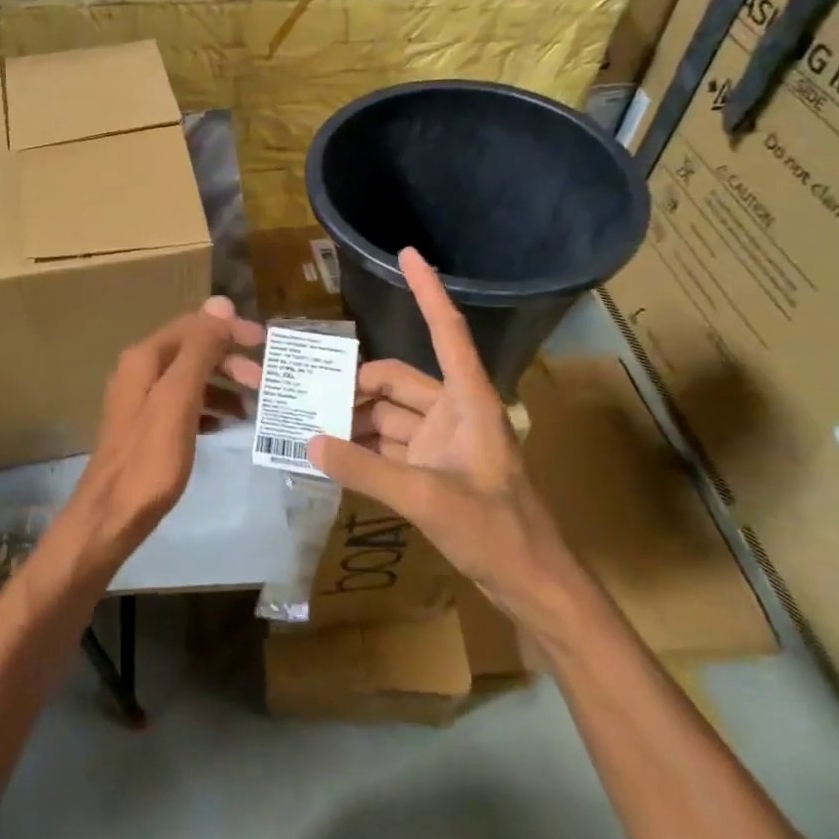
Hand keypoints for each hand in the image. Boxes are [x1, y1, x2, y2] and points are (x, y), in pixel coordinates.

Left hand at [60, 297, 252, 569]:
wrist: (111, 516)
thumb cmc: (149, 458)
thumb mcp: (179, 398)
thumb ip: (199, 350)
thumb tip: (221, 303)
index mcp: (144, 358)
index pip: (193, 326)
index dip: (229, 329)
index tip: (264, 343)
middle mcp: (140, 371)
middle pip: (192, 351)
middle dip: (229, 360)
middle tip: (263, 382)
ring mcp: (141, 400)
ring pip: (190, 379)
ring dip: (223, 385)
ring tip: (253, 406)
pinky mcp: (147, 427)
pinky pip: (185, 405)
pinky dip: (209, 407)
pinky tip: (227, 424)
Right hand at [244, 249, 587, 638]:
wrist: (533, 586)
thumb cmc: (497, 533)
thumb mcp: (428, 500)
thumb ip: (367, 470)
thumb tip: (310, 441)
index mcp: (468, 402)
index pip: (446, 331)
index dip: (428, 290)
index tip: (408, 252)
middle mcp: (453, 412)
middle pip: (396, 380)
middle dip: (353, 384)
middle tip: (305, 392)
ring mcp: (442, 442)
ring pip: (388, 413)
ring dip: (353, 417)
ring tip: (306, 422)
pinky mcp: (433, 468)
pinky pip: (388, 443)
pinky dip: (361, 445)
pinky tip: (329, 452)